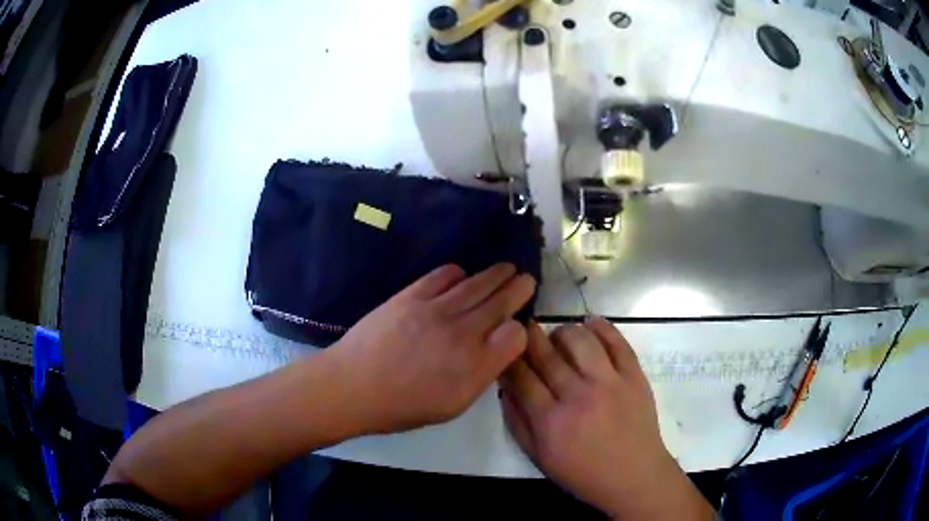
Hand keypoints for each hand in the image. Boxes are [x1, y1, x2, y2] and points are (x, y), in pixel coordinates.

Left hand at [328, 263, 535, 433]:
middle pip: (501, 302)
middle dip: (519, 288)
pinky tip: (462, 275)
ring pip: (477, 284)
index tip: (514, 330)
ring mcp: (436, 309)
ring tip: (507, 268)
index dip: (519, 330)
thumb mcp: (451, 407)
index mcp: (474, 366)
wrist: (353, 386)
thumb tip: (495, 351)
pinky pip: (443, 275)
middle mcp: (462, 333)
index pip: (515, 335)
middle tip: (527, 279)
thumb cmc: (402, 406)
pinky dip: (458, 272)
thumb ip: (480, 377)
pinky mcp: (411, 295)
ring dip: (496, 274)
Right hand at [500, 318, 712, 519]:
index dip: (510, 357)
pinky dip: (602, 326)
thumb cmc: (583, 473)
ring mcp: (609, 383)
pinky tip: (590, 323)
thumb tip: (503, 387)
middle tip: (525, 330)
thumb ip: (517, 422)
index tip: (505, 346)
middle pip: (547, 355)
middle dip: (530, 337)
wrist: (633, 476)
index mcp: (550, 421)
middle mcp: (578, 396)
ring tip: (559, 336)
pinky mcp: (634, 376)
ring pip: (580, 340)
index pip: (521, 377)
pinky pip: (617, 341)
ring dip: (564, 331)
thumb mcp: (540, 457)